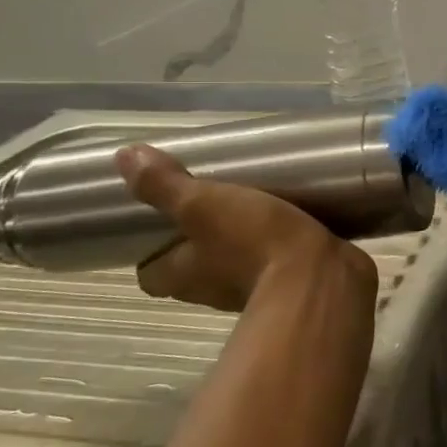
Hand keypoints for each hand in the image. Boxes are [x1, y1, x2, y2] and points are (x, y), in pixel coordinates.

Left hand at [115, 144, 376, 312]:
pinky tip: (295, 217)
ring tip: (258, 203)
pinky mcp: (296, 282)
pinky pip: (280, 260)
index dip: (150, 252)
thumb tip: (123, 156)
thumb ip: (166, 185)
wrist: (323, 278)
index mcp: (183, 276)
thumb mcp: (204, 206)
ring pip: (239, 264)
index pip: (151, 272)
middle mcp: (213, 290)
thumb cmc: (254, 243)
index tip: (159, 225)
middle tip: (213, 203)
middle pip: (196, 268)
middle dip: (202, 242)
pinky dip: (283, 244)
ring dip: (244, 242)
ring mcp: (257, 289)